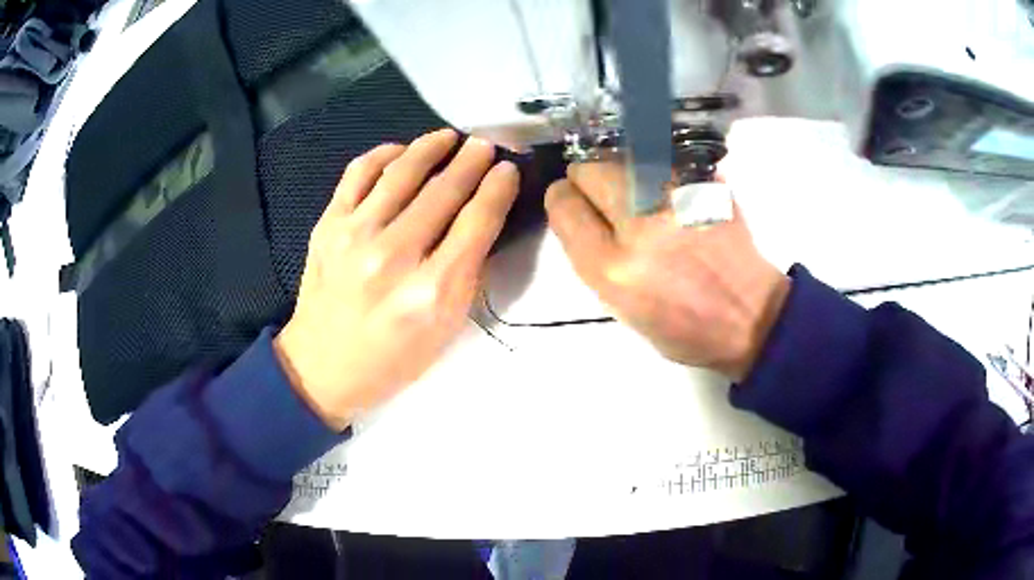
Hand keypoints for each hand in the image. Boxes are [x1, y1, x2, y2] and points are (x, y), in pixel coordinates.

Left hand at [275, 129, 518, 429]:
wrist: (321, 367)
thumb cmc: (391, 359)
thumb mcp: (445, 331)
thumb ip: (468, 274)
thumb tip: (482, 219)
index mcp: (432, 291)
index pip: (476, 222)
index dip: (497, 188)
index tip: (508, 169)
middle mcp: (394, 256)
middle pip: (443, 191)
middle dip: (472, 160)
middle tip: (486, 143)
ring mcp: (354, 236)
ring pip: (402, 172)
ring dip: (431, 146)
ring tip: (449, 136)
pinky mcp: (327, 225)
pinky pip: (358, 173)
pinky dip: (383, 154)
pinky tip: (401, 151)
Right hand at [544, 163, 789, 380]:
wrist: (749, 315)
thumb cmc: (683, 326)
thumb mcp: (620, 308)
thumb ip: (592, 256)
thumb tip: (581, 211)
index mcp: (612, 268)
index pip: (563, 204)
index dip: (565, 202)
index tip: (577, 208)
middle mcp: (640, 225)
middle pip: (588, 169)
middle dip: (589, 181)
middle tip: (609, 200)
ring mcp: (677, 197)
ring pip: (623, 156)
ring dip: (622, 172)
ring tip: (642, 195)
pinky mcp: (705, 183)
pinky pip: (661, 158)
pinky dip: (656, 169)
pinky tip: (671, 193)